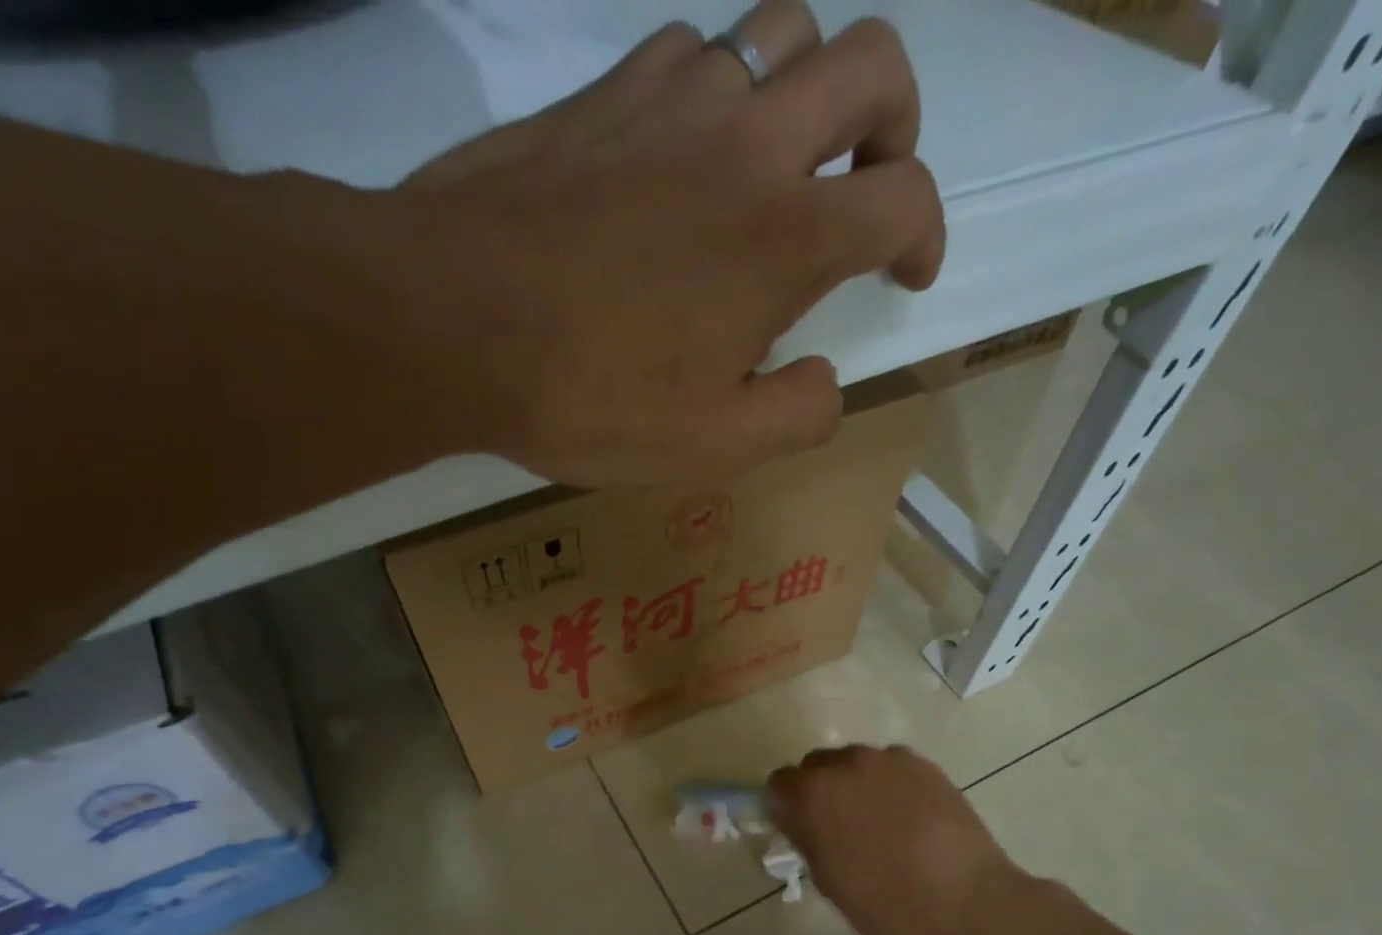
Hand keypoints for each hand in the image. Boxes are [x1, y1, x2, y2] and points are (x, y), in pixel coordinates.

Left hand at [396, 2, 944, 485]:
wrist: (457, 322)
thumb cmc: (594, 396)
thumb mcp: (713, 446)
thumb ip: (796, 417)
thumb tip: (825, 383)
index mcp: (786, 237)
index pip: (905, 199)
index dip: (925, 235)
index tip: (907, 272)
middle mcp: (747, 143)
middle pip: (871, 63)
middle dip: (893, 121)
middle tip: (867, 180)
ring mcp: (673, 100)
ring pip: (782, 31)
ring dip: (805, 90)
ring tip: (777, 165)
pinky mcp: (606, 90)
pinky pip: (690, 51)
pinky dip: (716, 92)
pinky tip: (687, 155)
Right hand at [768, 745, 1052, 934]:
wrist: (966, 901)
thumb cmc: (886, 904)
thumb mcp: (828, 880)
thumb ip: (805, 838)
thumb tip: (797, 819)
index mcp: (813, 794)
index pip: (779, 783)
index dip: (784, 804)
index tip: (797, 826)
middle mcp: (846, 764)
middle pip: (817, 765)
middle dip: (820, 789)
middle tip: (837, 825)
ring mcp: (888, 760)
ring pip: (856, 763)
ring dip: (856, 784)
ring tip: (880, 821)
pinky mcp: (923, 764)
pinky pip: (891, 767)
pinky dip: (891, 785)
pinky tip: (910, 817)